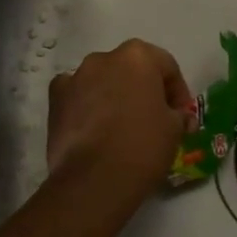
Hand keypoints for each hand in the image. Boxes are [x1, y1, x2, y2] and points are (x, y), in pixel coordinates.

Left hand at [47, 39, 192, 206]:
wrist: (94, 180)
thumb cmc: (142, 146)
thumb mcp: (174, 130)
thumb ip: (178, 115)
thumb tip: (176, 116)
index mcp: (138, 56)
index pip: (167, 67)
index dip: (178, 92)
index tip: (182, 116)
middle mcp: (104, 58)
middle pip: (131, 70)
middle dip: (144, 90)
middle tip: (154, 119)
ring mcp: (75, 77)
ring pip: (102, 81)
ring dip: (114, 96)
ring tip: (122, 126)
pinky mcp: (55, 100)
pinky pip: (77, 96)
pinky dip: (86, 107)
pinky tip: (94, 129)